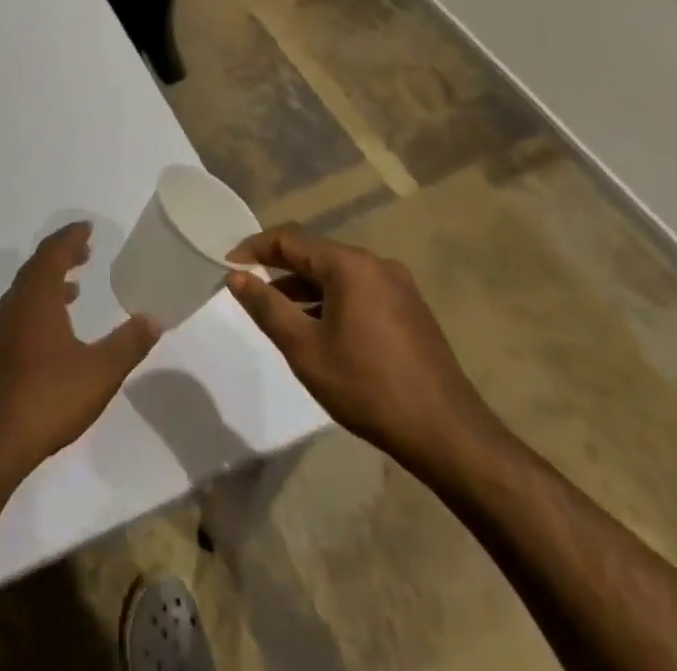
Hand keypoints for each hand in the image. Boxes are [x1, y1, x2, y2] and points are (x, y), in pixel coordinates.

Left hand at [0, 223, 159, 479]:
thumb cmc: (48, 397)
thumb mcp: (100, 371)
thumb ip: (128, 343)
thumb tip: (154, 318)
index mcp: (36, 297)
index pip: (53, 252)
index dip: (70, 237)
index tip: (87, 227)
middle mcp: (14, 303)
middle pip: (37, 266)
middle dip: (61, 255)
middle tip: (84, 251)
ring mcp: (0, 328)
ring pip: (26, 290)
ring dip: (49, 281)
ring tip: (74, 288)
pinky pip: (19, 311)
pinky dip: (38, 304)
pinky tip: (53, 330)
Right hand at [226, 227, 500, 469]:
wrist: (449, 435)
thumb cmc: (368, 387)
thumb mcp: (305, 349)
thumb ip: (267, 306)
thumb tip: (236, 276)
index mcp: (350, 265)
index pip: (290, 240)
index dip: (254, 248)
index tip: (228, 265)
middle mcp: (376, 264)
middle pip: (315, 254)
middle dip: (279, 268)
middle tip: (249, 288)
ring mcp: (399, 286)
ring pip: (338, 274)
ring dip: (305, 288)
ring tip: (279, 313)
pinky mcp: (411, 310)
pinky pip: (359, 290)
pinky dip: (332, 300)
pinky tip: (321, 329)